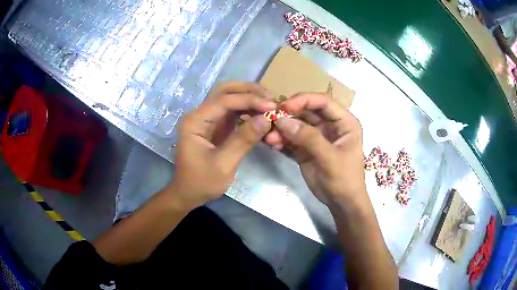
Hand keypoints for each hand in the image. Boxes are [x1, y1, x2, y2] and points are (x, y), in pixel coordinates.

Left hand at [168, 81, 275, 208]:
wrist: (189, 193)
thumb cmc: (202, 182)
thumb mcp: (223, 165)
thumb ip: (243, 140)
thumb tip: (266, 119)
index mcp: (195, 122)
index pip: (224, 100)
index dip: (249, 100)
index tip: (271, 107)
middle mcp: (199, 114)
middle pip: (224, 91)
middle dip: (248, 91)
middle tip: (271, 98)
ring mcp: (207, 119)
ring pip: (229, 97)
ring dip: (249, 97)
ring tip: (269, 104)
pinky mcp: (215, 126)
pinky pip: (232, 111)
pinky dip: (247, 109)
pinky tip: (261, 114)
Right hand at [274, 93, 369, 210]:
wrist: (341, 203)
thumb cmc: (344, 179)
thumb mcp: (330, 158)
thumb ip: (309, 138)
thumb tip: (282, 120)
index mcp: (344, 122)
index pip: (323, 102)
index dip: (304, 100)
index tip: (285, 107)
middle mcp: (330, 125)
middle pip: (307, 111)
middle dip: (289, 115)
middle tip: (270, 120)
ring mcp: (317, 135)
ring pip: (297, 124)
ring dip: (282, 128)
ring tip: (270, 138)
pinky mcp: (306, 147)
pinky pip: (291, 138)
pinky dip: (281, 139)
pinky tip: (272, 144)